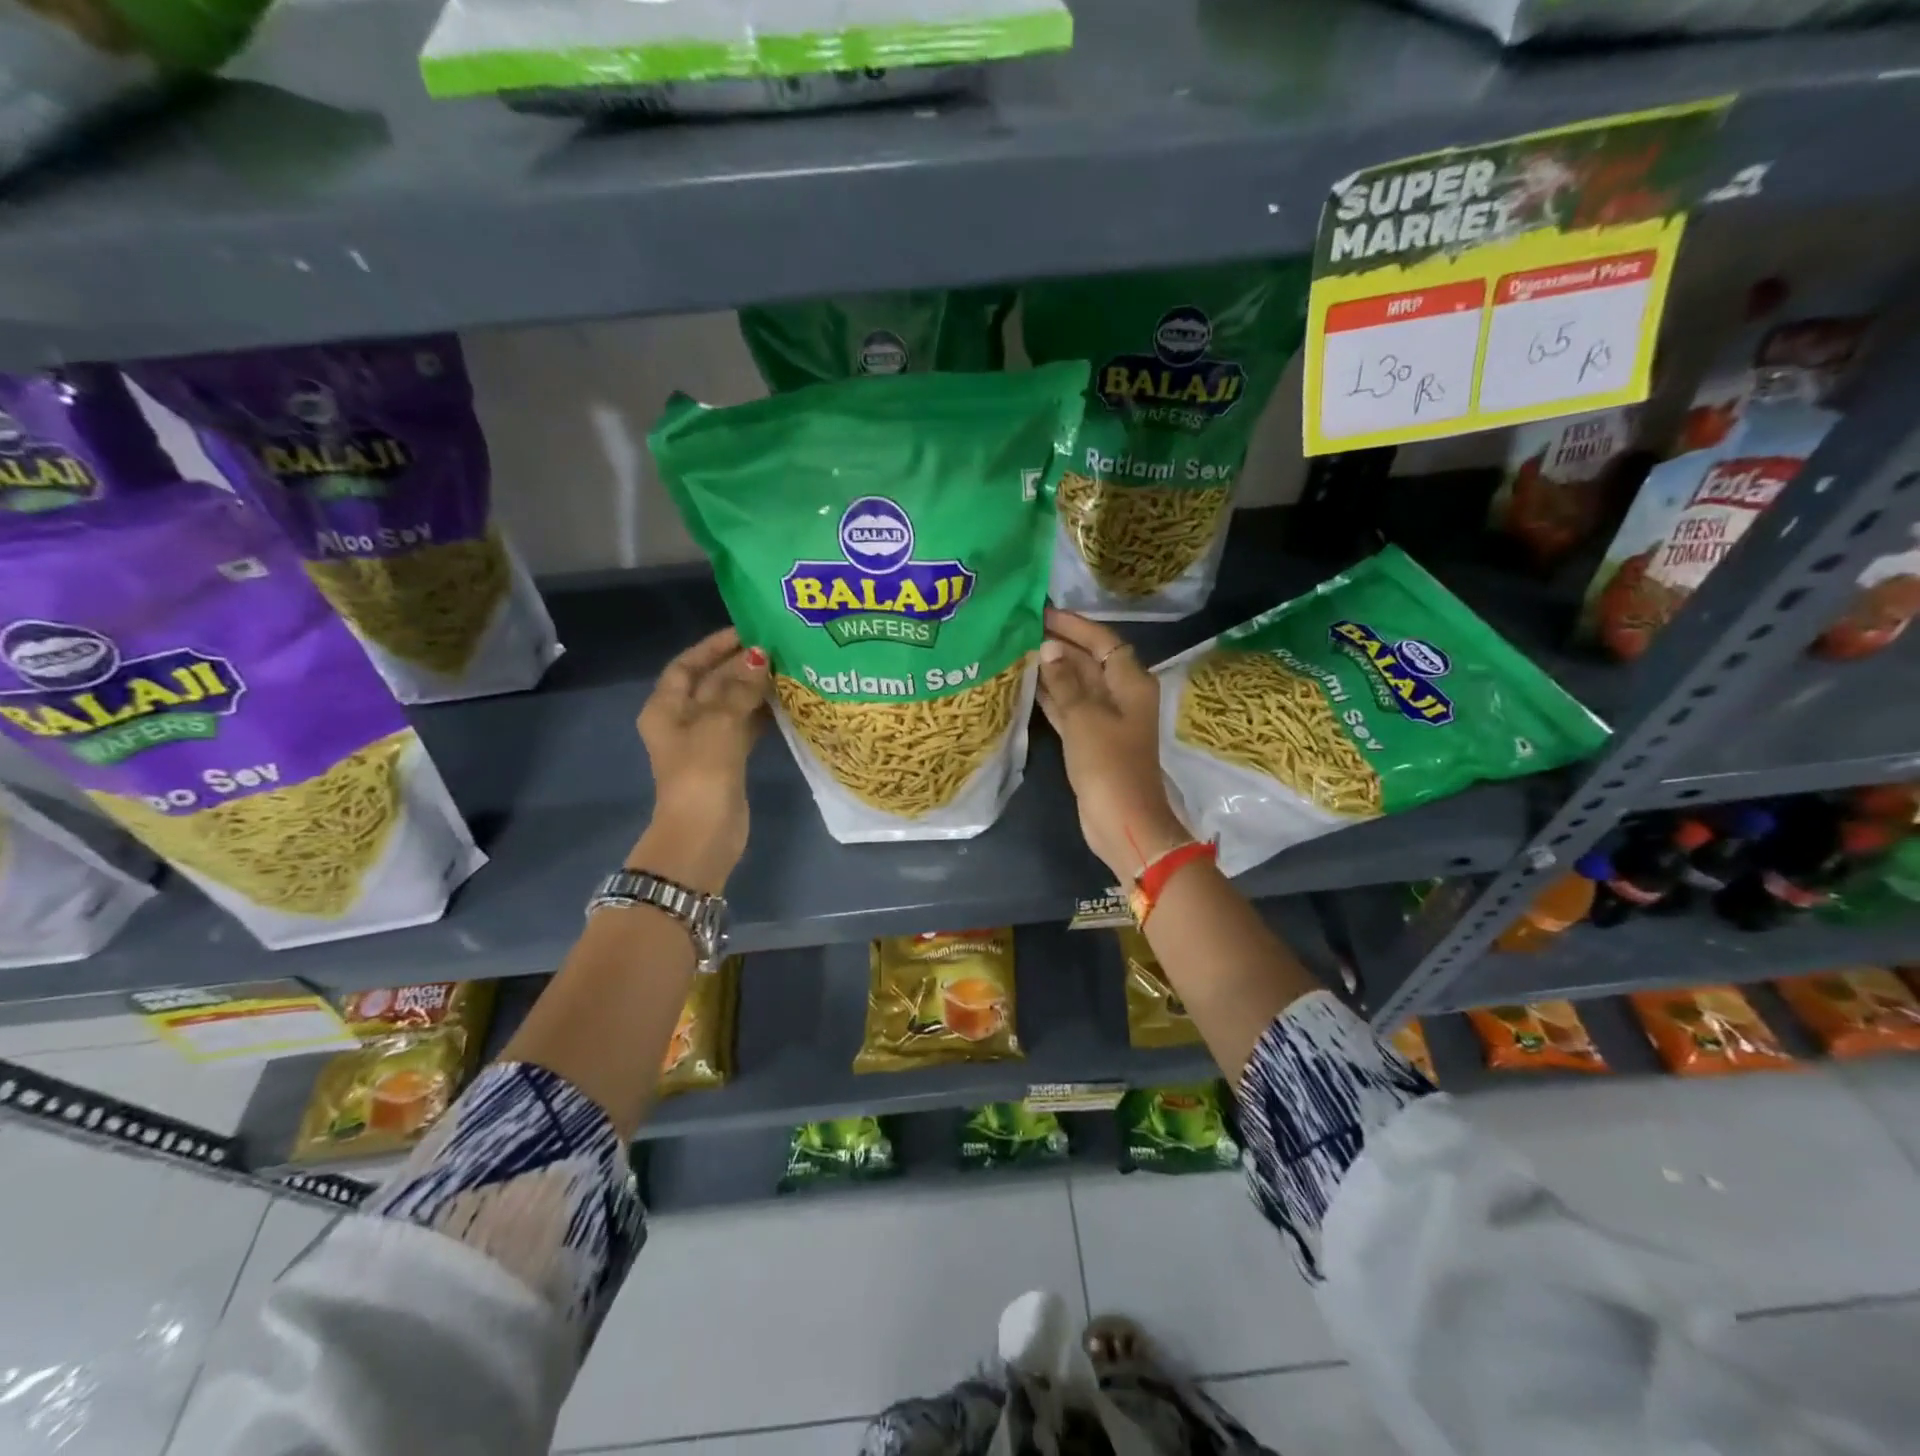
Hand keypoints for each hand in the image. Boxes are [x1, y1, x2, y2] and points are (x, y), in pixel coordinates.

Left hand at [633, 627, 768, 890]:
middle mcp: (682, 721)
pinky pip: (744, 727)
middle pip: (711, 683)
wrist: (703, 834)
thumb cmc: (702, 772)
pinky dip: (761, 714)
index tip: (746, 630)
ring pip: (731, 705)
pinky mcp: (727, 760)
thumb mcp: (719, 723)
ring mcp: (706, 742)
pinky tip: (786, 702)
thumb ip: (740, 688)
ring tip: (787, 669)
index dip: (713, 646)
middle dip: (740, 666)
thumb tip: (760, 655)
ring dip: (754, 689)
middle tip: (778, 648)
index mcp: (666, 708)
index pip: (687, 665)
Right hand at [1036, 608, 1188, 883]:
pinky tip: (1025, 685)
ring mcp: (1106, 720)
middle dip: (1059, 646)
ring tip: (1017, 651)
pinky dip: (1052, 697)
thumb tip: (1048, 649)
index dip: (1075, 626)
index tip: (1043, 613)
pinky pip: (1070, 709)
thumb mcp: (1084, 718)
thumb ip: (1065, 681)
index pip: (1103, 641)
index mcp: (1130, 683)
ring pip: (1077, 685)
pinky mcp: (1091, 741)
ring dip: (1052, 671)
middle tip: (1020, 630)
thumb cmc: (1108, 765)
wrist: (1122, 821)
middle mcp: (1121, 696)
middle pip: (1090, 661)